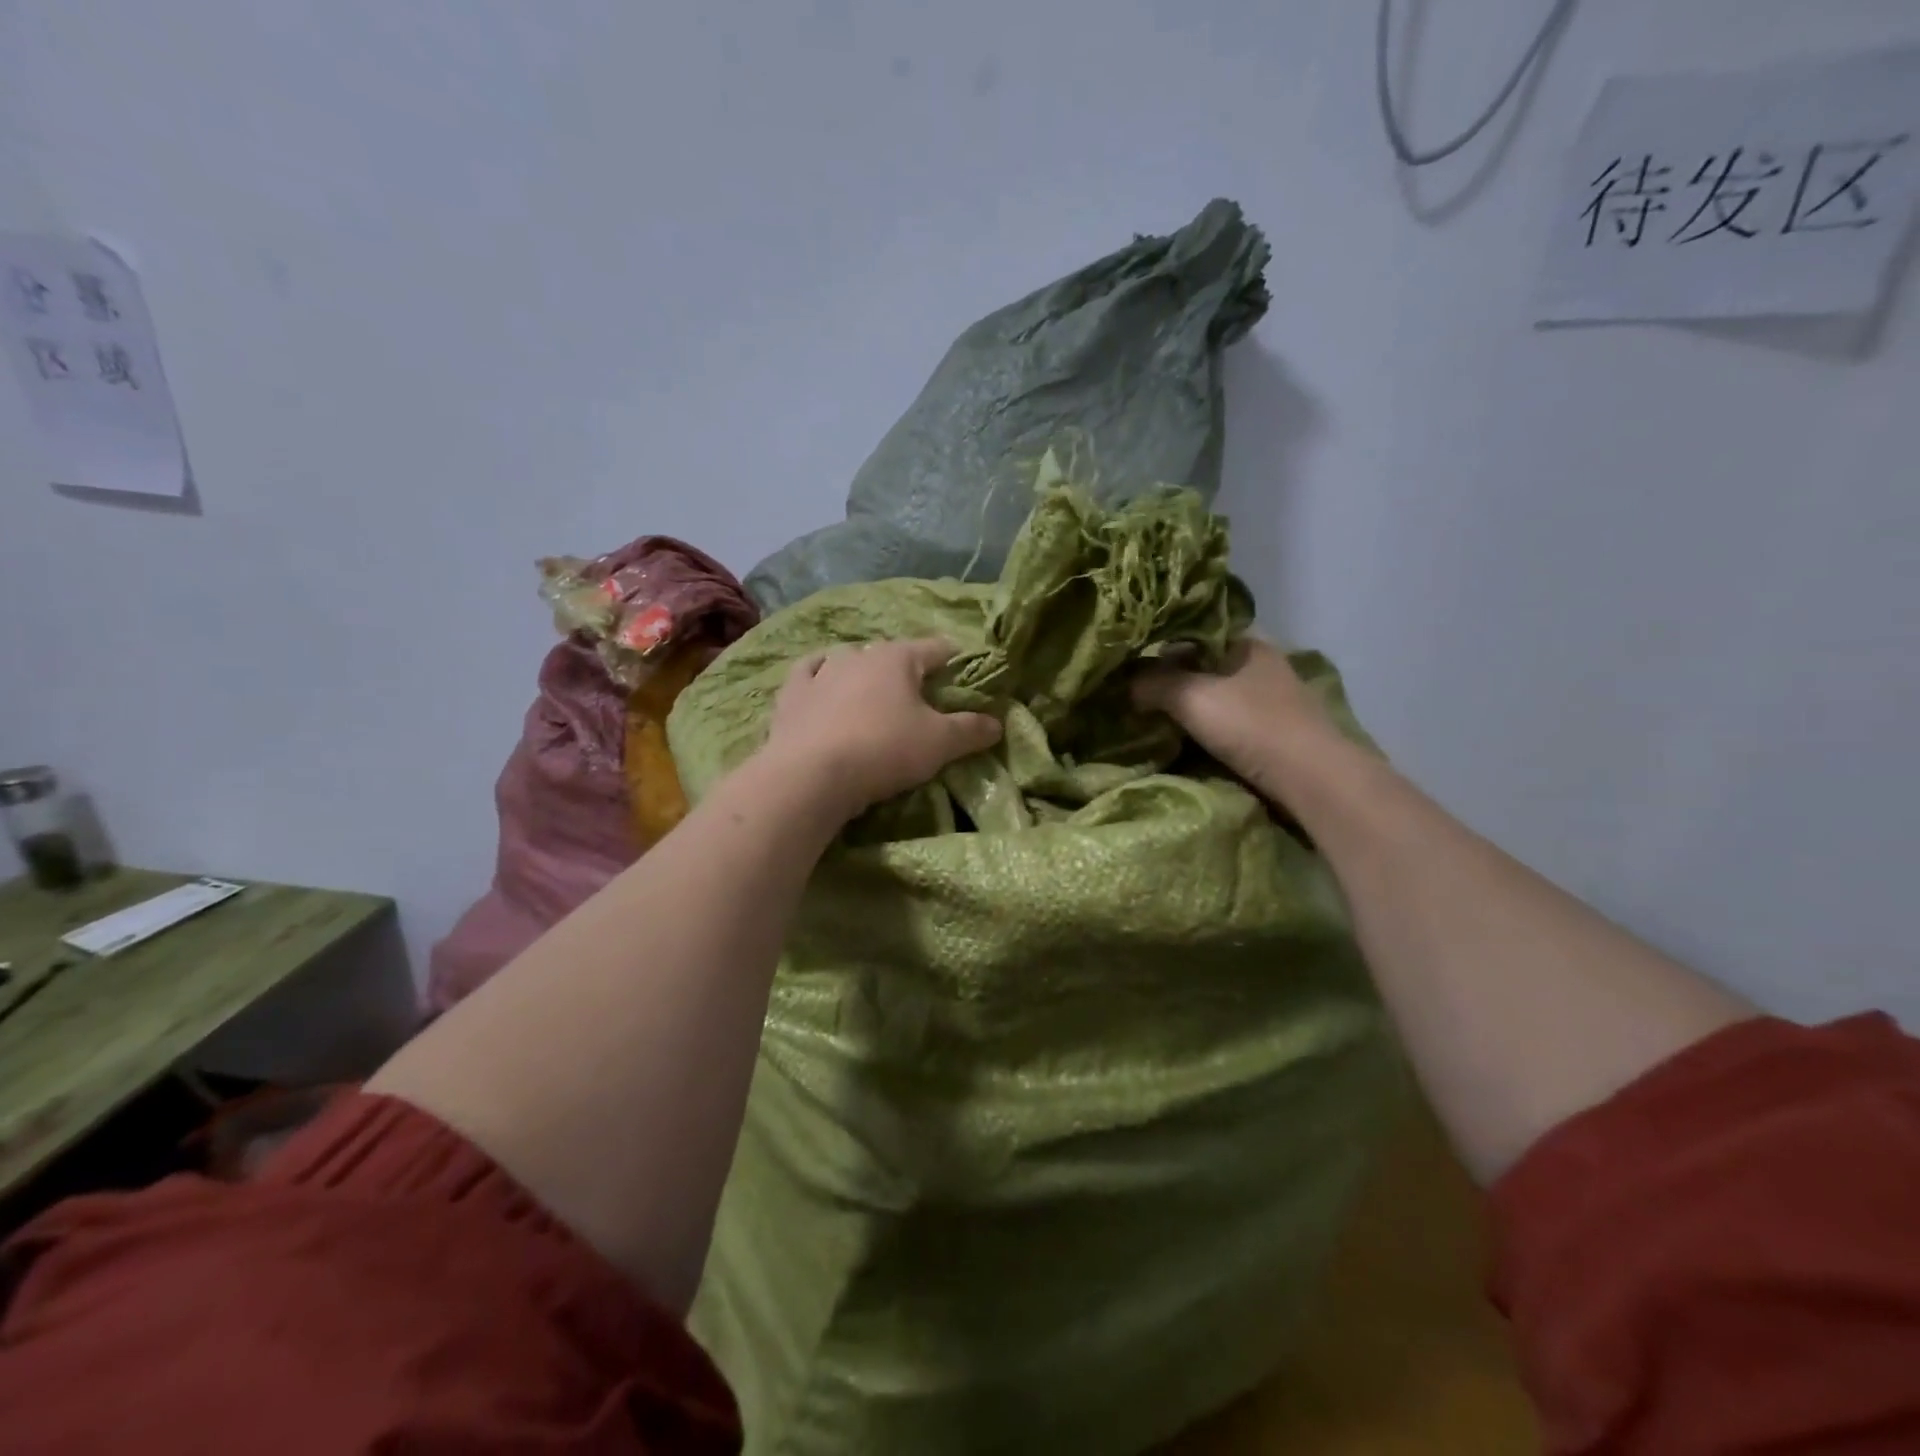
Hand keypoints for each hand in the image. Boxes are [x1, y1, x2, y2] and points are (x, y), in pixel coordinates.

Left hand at [761, 638, 1001, 819]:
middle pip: (891, 654)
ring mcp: (820, 672)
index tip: (964, 668)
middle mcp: (858, 655)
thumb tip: (996, 723)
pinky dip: (819, 674)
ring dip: (863, 671)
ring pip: (848, 659)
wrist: (811, 775)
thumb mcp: (939, 744)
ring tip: (873, 689)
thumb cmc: (884, 750)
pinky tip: (822, 678)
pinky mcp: (791, 695)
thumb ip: (970, 730)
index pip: (935, 648)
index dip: (953, 658)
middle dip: (907, 668)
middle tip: (920, 692)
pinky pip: (808, 673)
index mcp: (897, 658)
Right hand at [1132, 639, 1344, 802]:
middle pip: (1204, 665)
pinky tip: (1184, 738)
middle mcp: (1262, 664)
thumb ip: (1154, 684)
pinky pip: (1228, 721)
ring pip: (1217, 694)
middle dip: (1173, 678)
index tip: (1134, 661)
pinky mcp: (1274, 732)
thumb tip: (1128, 684)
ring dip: (1189, 706)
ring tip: (1154, 717)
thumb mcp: (1192, 697)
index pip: (1196, 631)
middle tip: (1137, 692)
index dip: (1163, 643)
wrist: (1310, 778)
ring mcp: (1272, 700)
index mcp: (1248, 643)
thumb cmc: (1251, 725)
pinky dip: (1206, 728)